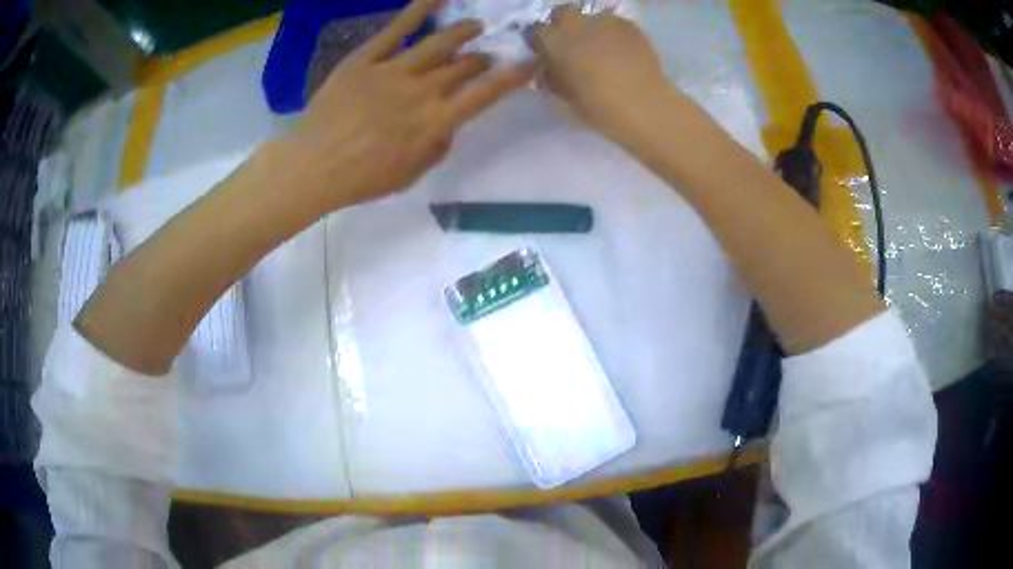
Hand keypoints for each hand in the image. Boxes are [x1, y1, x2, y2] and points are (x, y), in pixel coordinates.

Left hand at [276, 0, 534, 221]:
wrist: (312, 166)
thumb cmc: (361, 179)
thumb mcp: (409, 175)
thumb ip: (436, 146)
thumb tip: (448, 123)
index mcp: (436, 122)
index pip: (486, 93)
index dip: (513, 76)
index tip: (530, 63)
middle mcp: (423, 90)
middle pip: (464, 66)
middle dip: (481, 60)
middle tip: (484, 58)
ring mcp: (394, 70)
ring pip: (440, 42)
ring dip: (463, 32)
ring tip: (474, 26)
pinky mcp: (367, 58)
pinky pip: (397, 29)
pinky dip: (419, 9)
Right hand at [528, 8, 674, 138]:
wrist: (644, 105)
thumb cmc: (597, 106)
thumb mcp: (563, 97)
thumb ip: (551, 76)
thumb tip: (549, 69)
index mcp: (553, 40)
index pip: (535, 31)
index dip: (541, 43)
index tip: (547, 55)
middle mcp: (575, 23)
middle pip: (562, 14)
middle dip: (564, 26)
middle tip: (573, 47)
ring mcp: (605, 20)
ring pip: (591, 17)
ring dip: (591, 29)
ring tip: (602, 49)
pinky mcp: (630, 25)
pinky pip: (615, 24)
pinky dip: (614, 34)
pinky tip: (622, 52)